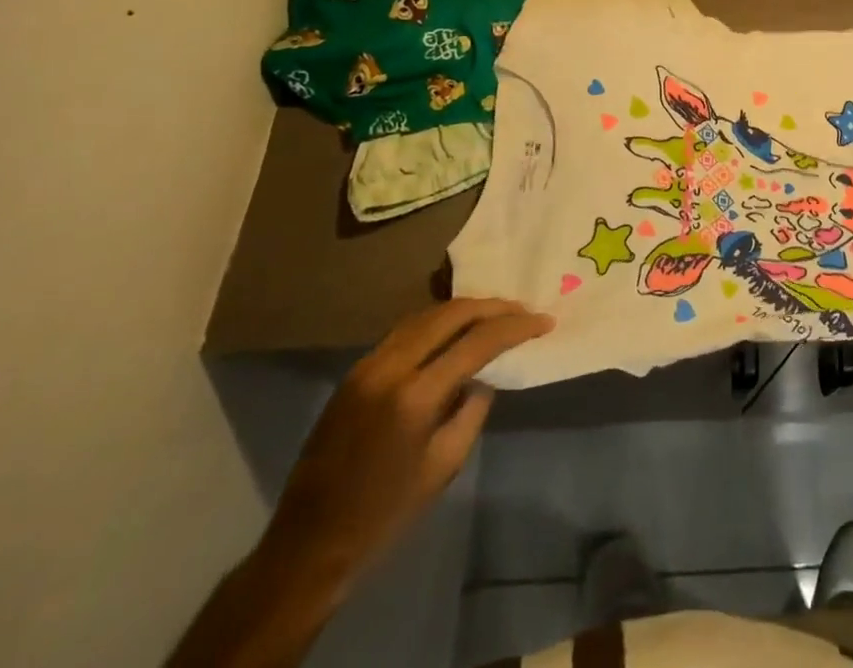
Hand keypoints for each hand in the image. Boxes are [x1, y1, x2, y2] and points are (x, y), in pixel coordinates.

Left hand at [258, 298, 552, 591]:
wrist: (308, 546)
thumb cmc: (384, 516)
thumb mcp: (443, 466)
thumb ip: (472, 410)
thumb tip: (484, 375)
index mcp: (415, 396)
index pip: (477, 342)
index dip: (515, 326)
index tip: (544, 322)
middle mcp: (390, 368)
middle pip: (451, 314)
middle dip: (493, 307)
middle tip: (523, 310)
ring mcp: (368, 365)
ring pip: (426, 315)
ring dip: (465, 310)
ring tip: (495, 314)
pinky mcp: (355, 371)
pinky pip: (406, 330)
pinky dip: (437, 323)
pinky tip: (455, 331)